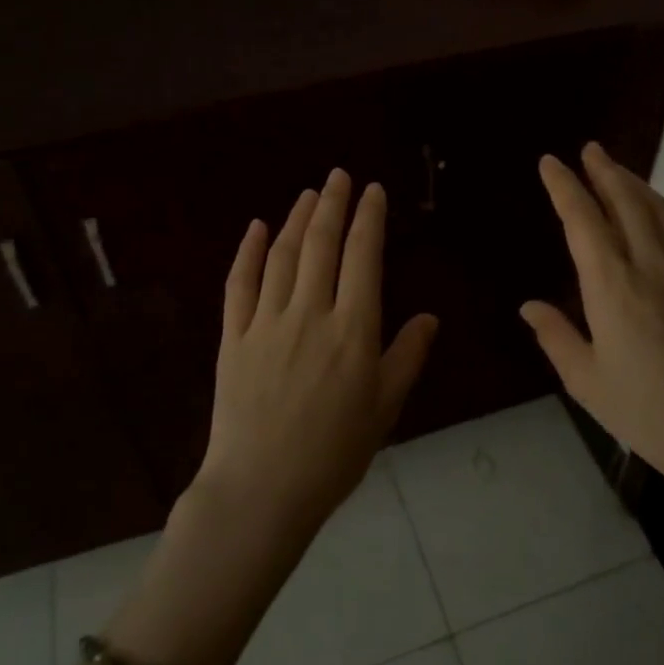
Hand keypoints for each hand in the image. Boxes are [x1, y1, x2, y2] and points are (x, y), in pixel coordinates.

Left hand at [198, 168, 438, 538]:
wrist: (262, 489)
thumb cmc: (334, 453)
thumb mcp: (385, 408)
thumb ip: (407, 356)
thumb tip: (430, 317)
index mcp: (353, 330)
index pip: (363, 258)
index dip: (368, 219)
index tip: (372, 191)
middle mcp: (310, 313)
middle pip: (321, 245)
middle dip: (332, 204)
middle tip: (339, 176)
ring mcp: (266, 322)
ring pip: (283, 256)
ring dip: (297, 219)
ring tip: (309, 194)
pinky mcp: (233, 338)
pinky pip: (239, 284)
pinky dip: (248, 252)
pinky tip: (257, 228)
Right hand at [520, 143, 663, 511]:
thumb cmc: (647, 411)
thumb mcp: (586, 380)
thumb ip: (556, 337)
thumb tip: (529, 306)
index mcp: (612, 286)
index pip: (584, 221)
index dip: (565, 187)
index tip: (550, 162)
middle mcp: (649, 266)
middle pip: (627, 202)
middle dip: (605, 171)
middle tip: (589, 149)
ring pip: (658, 211)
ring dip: (635, 183)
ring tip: (617, 170)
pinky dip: (662, 209)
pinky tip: (657, 213)